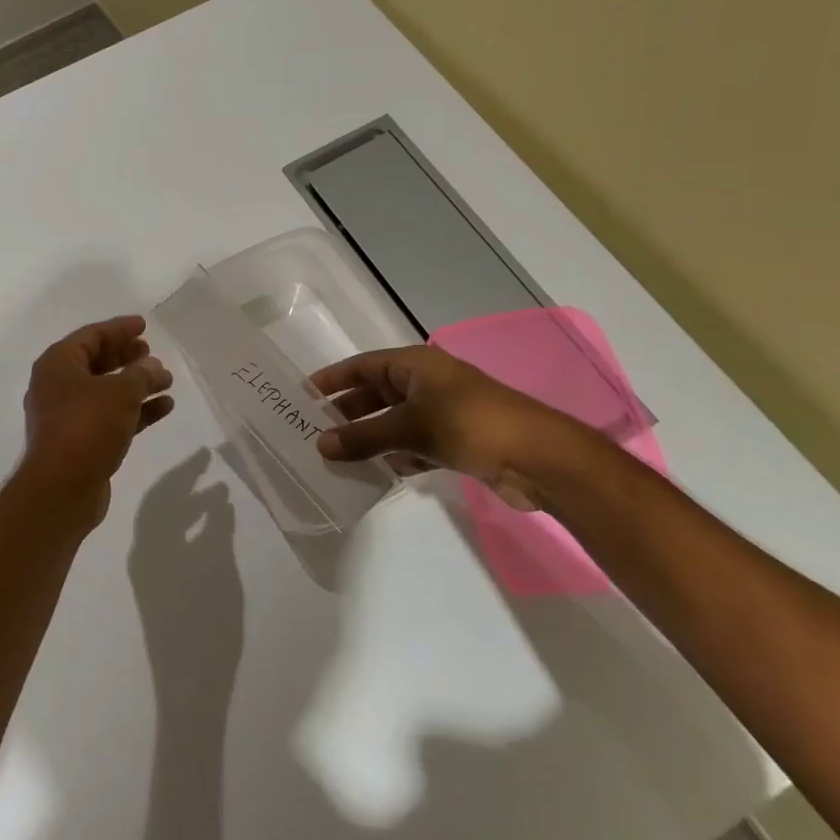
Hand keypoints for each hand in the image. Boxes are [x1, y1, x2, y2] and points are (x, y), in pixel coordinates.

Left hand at [17, 316, 175, 532]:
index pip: (91, 336)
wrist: (62, 488)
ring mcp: (68, 416)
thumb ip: (141, 375)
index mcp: (58, 364)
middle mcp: (58, 386)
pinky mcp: (81, 442)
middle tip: (151, 352)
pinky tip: (164, 407)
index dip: (119, 329)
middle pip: (96, 362)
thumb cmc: (86, 426)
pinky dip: (135, 410)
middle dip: (126, 357)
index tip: (144, 326)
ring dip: (136, 385)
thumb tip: (153, 367)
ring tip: (166, 380)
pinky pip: (111, 417)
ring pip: (106, 391)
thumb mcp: (120, 393)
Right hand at [311, 345, 584, 510]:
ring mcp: (441, 412)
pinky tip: (376, 474)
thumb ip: (363, 437)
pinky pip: (412, 445)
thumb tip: (320, 445)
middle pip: (376, 394)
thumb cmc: (470, 424)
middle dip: (346, 412)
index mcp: (415, 365)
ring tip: (335, 457)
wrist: (537, 457)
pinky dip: (394, 456)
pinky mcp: (454, 441)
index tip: (303, 394)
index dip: (333, 379)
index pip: (362, 366)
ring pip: (393, 422)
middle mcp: (426, 383)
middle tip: (313, 431)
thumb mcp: (410, 427)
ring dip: (368, 438)